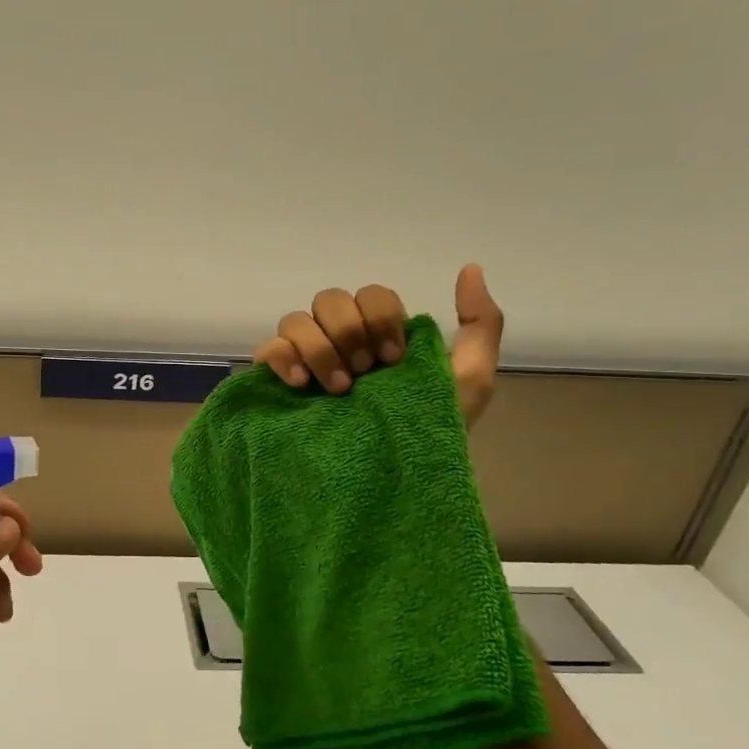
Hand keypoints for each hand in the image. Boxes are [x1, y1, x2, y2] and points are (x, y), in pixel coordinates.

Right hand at [254, 264, 505, 425]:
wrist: (391, 480)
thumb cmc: (431, 430)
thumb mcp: (470, 378)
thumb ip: (481, 323)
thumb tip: (471, 268)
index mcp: (378, 334)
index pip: (371, 295)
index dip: (380, 318)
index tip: (394, 359)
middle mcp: (338, 340)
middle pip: (330, 300)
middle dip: (349, 333)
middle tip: (364, 374)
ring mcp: (305, 360)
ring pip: (296, 320)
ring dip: (319, 348)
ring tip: (337, 389)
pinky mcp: (277, 382)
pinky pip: (267, 349)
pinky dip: (282, 358)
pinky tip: (301, 384)